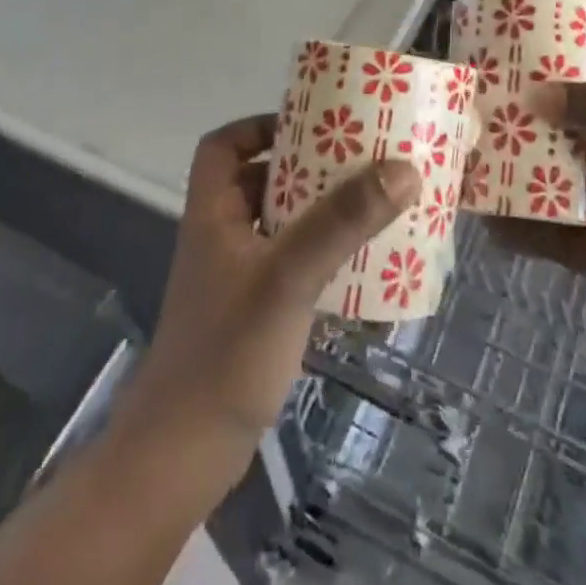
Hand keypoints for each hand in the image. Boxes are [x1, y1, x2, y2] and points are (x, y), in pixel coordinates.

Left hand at [121, 116, 421, 455]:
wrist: (183, 459)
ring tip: (367, 201)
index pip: (222, 146)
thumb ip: (341, 221)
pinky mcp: (252, 314)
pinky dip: (319, 253)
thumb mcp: (289, 276)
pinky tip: (358, 264)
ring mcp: (235, 279)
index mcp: (213, 213)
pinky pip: (289, 263)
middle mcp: (220, 237)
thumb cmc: (227, 352)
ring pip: (277, 223)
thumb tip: (402, 168)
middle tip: (356, 158)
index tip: (308, 125)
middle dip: (305, 166)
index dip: (258, 126)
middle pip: (258, 180)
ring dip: (317, 210)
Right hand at [485, 82, 585, 379]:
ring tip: (466, 172)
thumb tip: (536, 95)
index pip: (573, 98)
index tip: (491, 80)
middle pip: (552, 142)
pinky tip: (487, 226)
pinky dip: (519, 232)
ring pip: (544, 188)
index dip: (536, 87)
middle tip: (466, 128)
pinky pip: (548, 237)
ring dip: (510, 182)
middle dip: (514, 135)